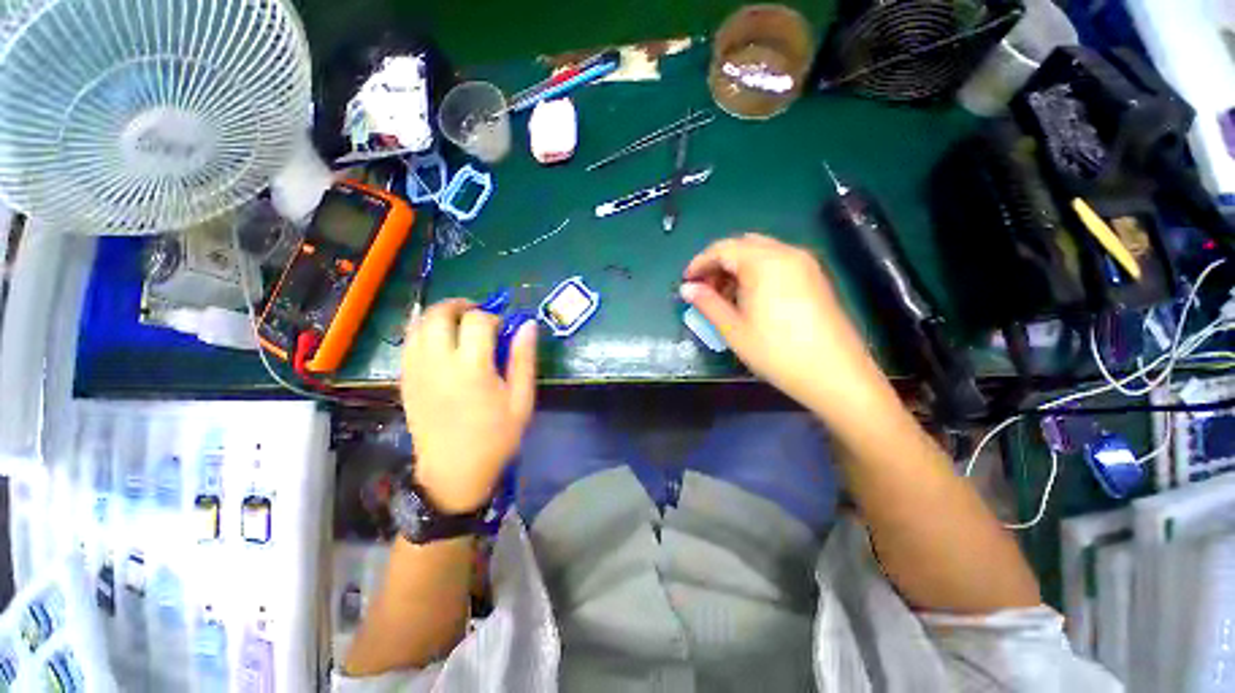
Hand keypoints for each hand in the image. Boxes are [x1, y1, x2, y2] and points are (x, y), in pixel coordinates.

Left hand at [401, 300, 537, 513]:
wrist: (453, 474)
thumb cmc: (495, 438)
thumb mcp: (521, 400)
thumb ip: (523, 359)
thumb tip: (527, 325)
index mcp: (471, 368)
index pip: (477, 321)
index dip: (492, 317)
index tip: (502, 329)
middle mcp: (438, 363)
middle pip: (438, 314)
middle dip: (459, 305)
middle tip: (477, 314)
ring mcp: (416, 371)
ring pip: (418, 324)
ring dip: (439, 315)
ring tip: (459, 324)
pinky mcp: (405, 381)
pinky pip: (408, 343)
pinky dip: (423, 331)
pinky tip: (440, 342)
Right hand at [681, 233, 893, 421]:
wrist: (835, 374)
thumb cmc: (777, 352)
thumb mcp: (734, 329)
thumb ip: (707, 303)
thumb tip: (686, 289)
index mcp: (764, 262)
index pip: (722, 249)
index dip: (699, 263)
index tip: (686, 282)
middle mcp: (786, 253)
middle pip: (742, 245)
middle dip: (718, 263)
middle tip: (704, 289)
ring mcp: (805, 263)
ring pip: (760, 253)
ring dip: (737, 267)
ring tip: (724, 296)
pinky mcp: (814, 277)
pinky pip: (777, 263)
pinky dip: (756, 272)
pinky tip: (750, 298)